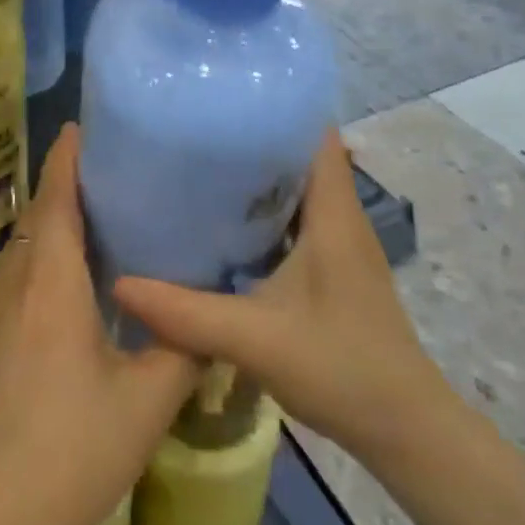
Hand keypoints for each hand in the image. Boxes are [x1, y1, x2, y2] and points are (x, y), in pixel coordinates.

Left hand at [0, 123, 200, 524]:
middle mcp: (16, 279)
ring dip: (54, 216)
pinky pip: (18, 267)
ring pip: (25, 240)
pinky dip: (43, 248)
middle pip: (38, 212)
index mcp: (51, 281)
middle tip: (114, 167)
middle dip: (66, 181)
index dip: (66, 157)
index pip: (54, 198)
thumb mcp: (148, 400)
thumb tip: (207, 311)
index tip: (85, 127)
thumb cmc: (74, 448)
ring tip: (100, 209)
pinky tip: (74, 270)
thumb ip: (182, 346)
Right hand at [112, 129, 455, 462]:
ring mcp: (338, 241)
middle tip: (194, 125)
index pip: (314, 131)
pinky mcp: (332, 266)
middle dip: (252, 133)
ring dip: (256, 172)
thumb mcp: (254, 339)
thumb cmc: (341, 368)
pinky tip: (222, 221)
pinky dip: (262, 208)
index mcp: (332, 211)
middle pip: (299, 151)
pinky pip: (294, 216)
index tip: (225, 93)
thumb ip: (186, 313)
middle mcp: (339, 214)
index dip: (277, 104)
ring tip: (199, 161)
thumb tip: (119, 283)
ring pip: (295, 185)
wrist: (405, 432)